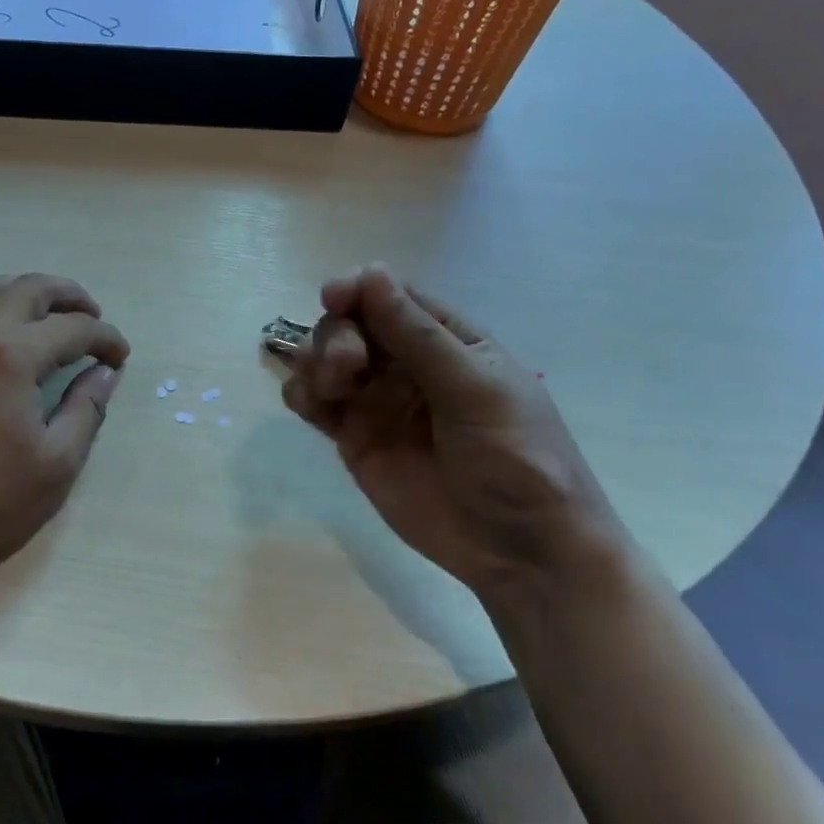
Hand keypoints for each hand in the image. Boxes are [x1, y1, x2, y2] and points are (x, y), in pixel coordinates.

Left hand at [0, 273, 128, 575]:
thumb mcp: (55, 464)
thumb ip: (86, 410)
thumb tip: (104, 373)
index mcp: (13, 357)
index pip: (73, 328)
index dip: (105, 337)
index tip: (121, 356)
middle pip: (28, 288)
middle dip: (69, 295)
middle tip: (92, 314)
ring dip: (22, 291)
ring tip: (44, 313)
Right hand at [281, 265, 629, 597]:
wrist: (521, 551)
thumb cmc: (518, 459)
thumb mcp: (476, 390)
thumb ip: (418, 335)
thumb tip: (370, 272)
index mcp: (446, 340)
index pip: (391, 296)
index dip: (359, 289)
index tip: (333, 297)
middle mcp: (406, 363)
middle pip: (350, 324)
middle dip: (337, 335)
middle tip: (346, 367)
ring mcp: (377, 400)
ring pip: (325, 358)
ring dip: (314, 360)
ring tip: (328, 390)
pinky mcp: (354, 438)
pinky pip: (314, 402)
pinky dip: (301, 393)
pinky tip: (310, 405)